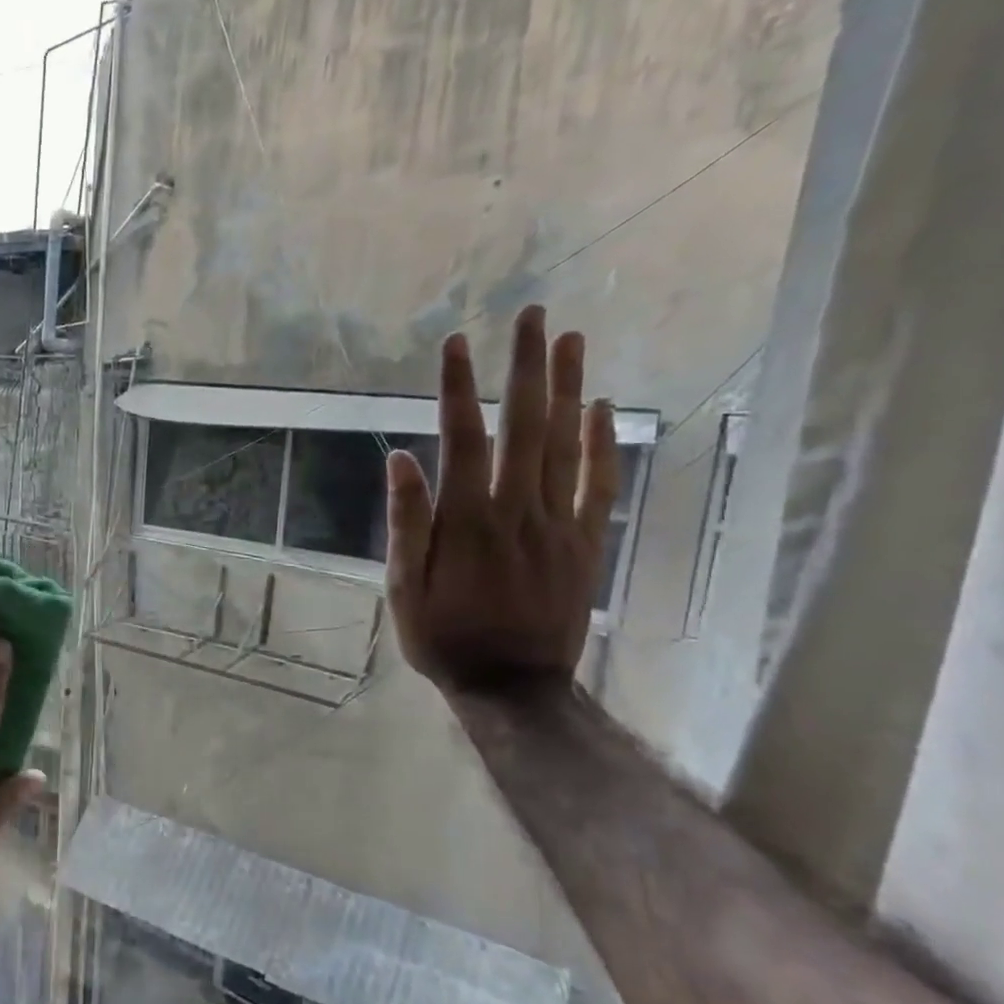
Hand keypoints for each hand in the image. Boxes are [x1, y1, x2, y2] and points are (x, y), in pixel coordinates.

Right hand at [385, 305, 620, 692]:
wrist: (515, 687)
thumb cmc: (446, 638)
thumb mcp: (405, 589)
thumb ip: (408, 524)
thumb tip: (401, 460)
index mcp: (468, 522)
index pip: (462, 440)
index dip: (457, 389)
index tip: (454, 343)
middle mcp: (518, 511)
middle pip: (525, 427)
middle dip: (526, 367)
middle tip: (532, 316)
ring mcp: (559, 524)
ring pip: (567, 445)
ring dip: (568, 388)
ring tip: (570, 339)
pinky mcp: (586, 542)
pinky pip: (598, 484)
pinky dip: (601, 443)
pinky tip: (600, 407)